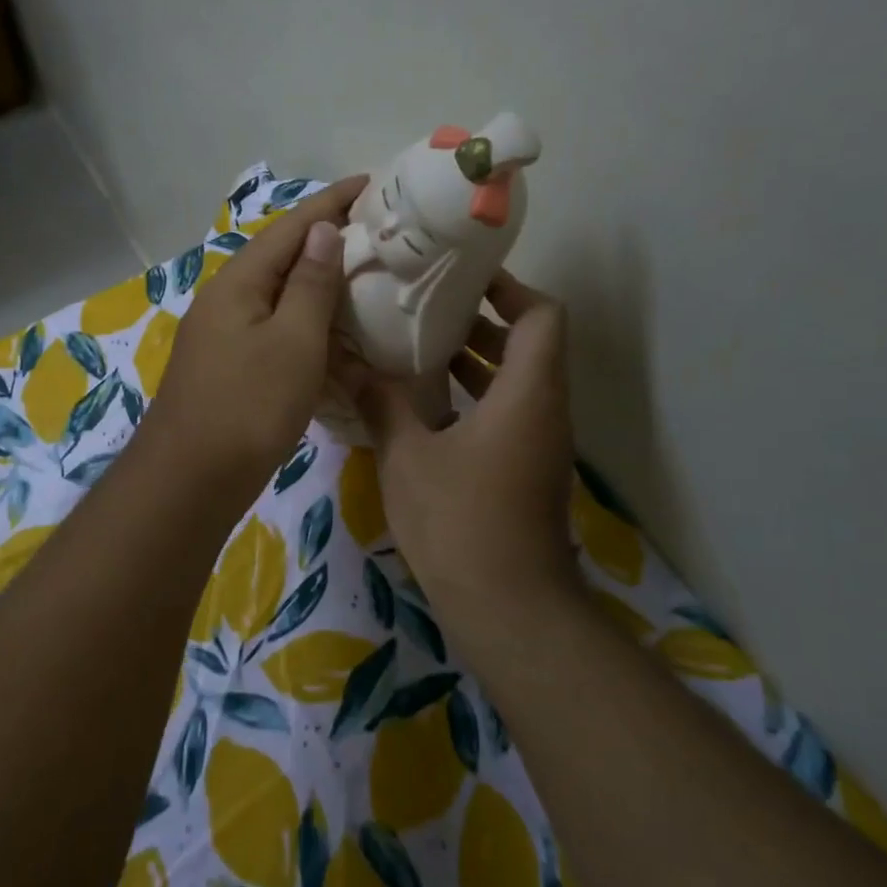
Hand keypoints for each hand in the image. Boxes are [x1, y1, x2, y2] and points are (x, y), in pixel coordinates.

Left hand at [143, 177, 367, 500]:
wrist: (192, 479)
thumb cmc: (249, 406)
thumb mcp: (293, 342)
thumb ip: (311, 284)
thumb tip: (323, 229)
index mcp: (240, 282)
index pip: (291, 227)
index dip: (332, 202)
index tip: (372, 182)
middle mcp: (227, 299)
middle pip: (282, 257)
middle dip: (327, 239)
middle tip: (378, 231)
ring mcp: (225, 335)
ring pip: (280, 296)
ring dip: (319, 284)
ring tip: (364, 277)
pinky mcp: (231, 367)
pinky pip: (275, 330)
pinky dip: (307, 325)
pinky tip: (334, 335)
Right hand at [354, 271, 578, 612]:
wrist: (507, 608)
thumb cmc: (460, 521)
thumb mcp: (407, 455)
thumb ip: (380, 402)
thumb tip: (343, 361)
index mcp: (527, 393)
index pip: (542, 316)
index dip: (509, 288)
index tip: (462, 279)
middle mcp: (544, 410)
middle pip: (529, 345)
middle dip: (480, 321)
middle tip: (425, 307)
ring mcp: (538, 445)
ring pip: (516, 382)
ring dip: (474, 361)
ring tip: (417, 347)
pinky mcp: (525, 471)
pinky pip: (506, 414)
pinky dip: (473, 397)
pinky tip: (422, 405)